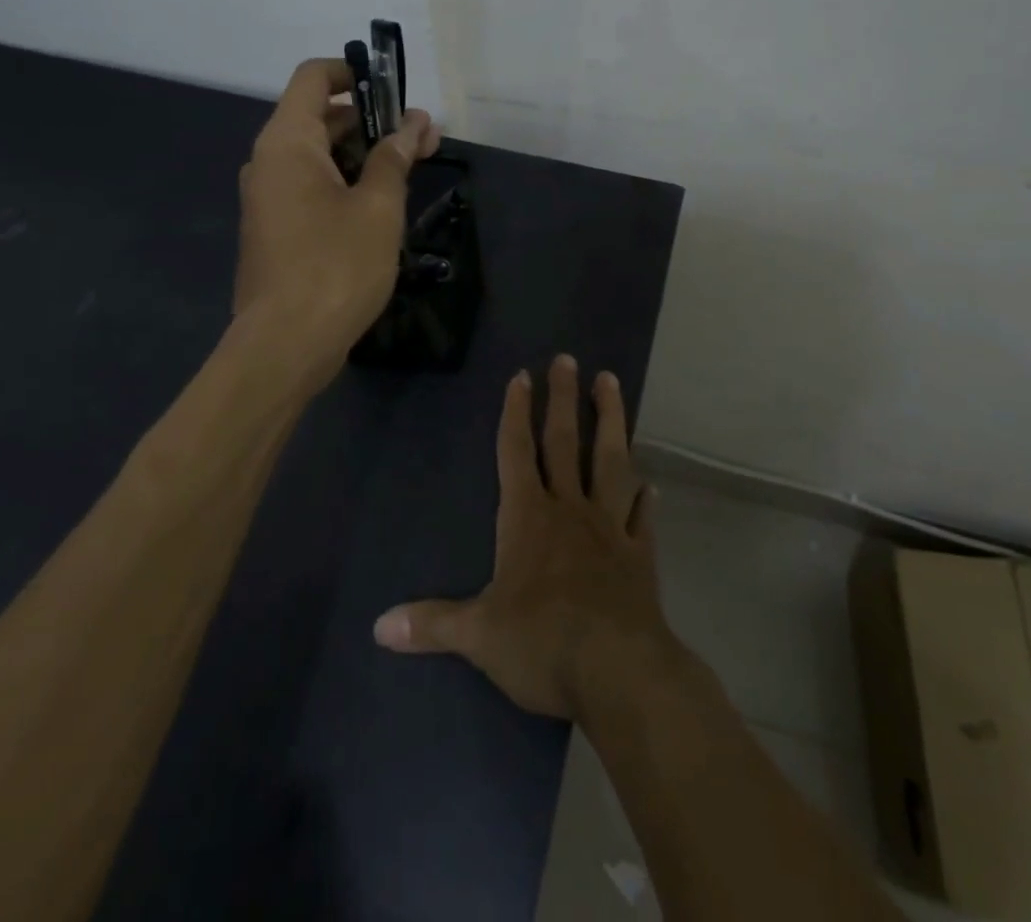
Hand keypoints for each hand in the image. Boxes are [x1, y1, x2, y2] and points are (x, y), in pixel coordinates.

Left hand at [234, 57, 438, 390]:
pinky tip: (380, 206)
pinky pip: (310, 187)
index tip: (395, 91)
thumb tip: (416, 123)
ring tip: (410, 172)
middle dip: (371, 121)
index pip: (313, 77)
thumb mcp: (378, 207)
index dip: (353, 72)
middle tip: (422, 139)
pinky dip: (344, 183)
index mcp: (287, 143)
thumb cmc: (336, 266)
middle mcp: (268, 162)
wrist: (285, 345)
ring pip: (317, 157)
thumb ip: (395, 157)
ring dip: (362, 155)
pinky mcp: (274, 230)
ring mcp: (268, 198)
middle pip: (318, 117)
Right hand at [373, 354, 686, 720]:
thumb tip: (378, 627)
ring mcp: (609, 529)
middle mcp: (570, 510)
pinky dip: (646, 501)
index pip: (516, 452)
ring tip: (610, 383)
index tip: (522, 376)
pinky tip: (652, 486)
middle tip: (568, 358)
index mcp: (528, 517)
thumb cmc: (542, 643)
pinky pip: (642, 519)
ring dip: (611, 421)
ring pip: (611, 462)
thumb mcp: (478, 636)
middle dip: (563, 399)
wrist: (619, 672)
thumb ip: (431, 625)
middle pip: (564, 442)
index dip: (516, 413)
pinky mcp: (640, 557)